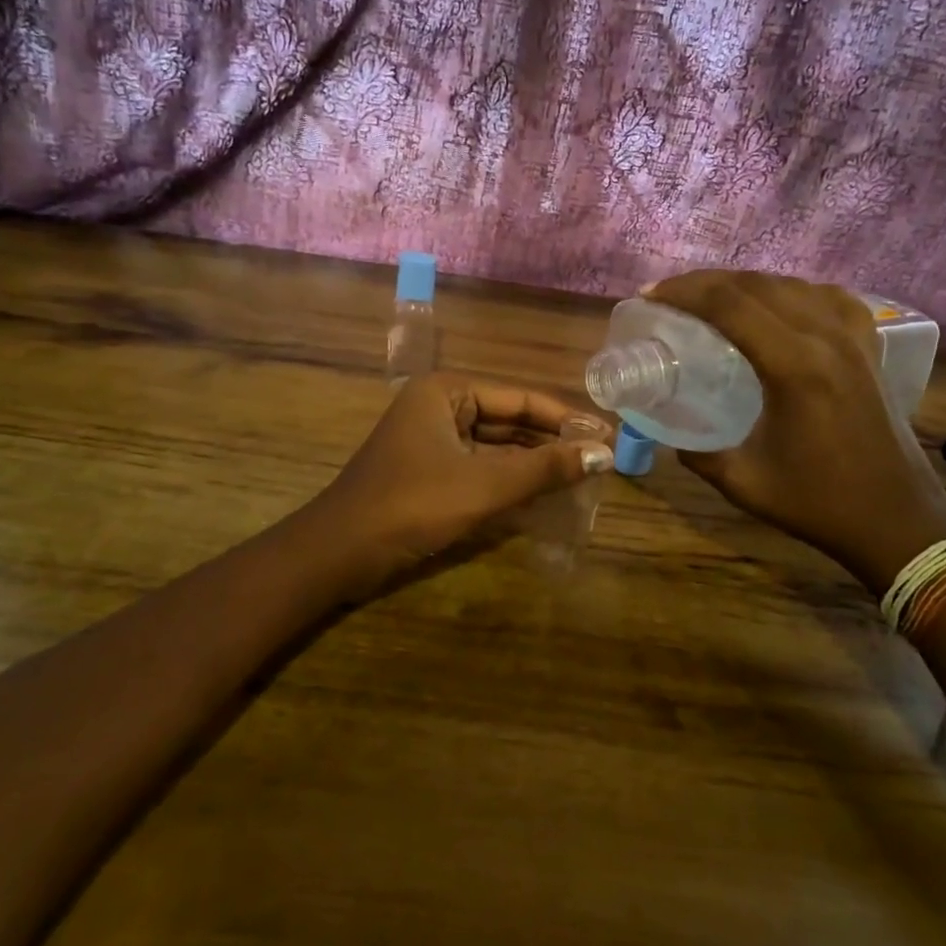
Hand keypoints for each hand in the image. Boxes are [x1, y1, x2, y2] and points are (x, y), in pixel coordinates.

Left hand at [315, 374, 613, 581]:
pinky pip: (478, 468)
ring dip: (532, 464)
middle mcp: (438, 407)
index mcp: (446, 392)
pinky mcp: (427, 473)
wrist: (339, 553)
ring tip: (579, 478)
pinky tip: (541, 495)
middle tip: (598, 462)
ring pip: (494, 446)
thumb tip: (604, 453)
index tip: (606, 437)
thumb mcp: (484, 484)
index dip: (565, 419)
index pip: (520, 398)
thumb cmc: (412, 505)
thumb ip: (544, 468)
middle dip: (550, 442)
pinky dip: (508, 480)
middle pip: (508, 420)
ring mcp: (430, 441)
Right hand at [645, 272, 945, 596]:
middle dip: (705, 282)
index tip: (650, 296)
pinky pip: (830, 298)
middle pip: (756, 285)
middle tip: (669, 294)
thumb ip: (699, 455)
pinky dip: (795, 291)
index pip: (729, 305)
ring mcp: (853, 339)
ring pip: (792, 284)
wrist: (898, 521)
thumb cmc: (820, 504)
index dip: (683, 292)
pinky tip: (781, 304)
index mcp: (793, 367)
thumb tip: (671, 436)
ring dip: (745, 283)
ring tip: (713, 297)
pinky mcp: (869, 348)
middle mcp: (825, 338)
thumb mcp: (745, 482)